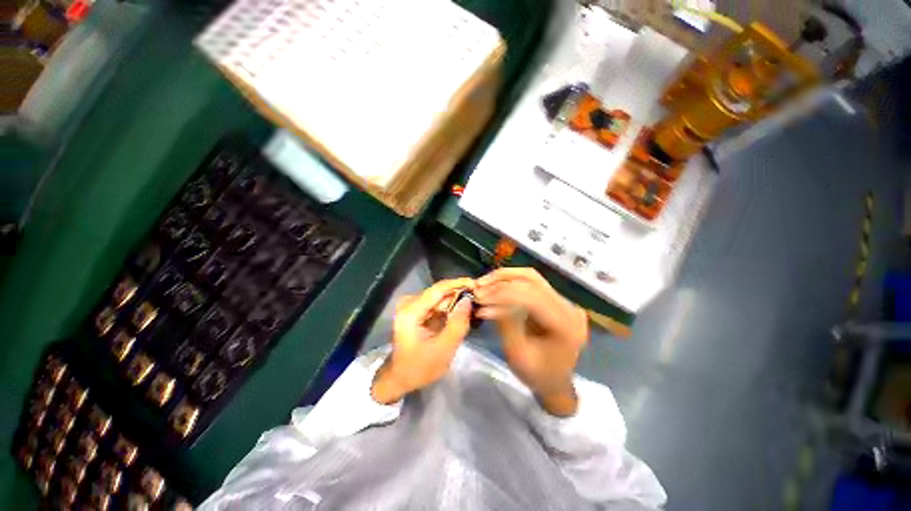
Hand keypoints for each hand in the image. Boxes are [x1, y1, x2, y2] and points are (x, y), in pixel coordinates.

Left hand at [371, 278, 475, 404]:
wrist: (400, 378)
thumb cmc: (419, 367)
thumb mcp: (443, 349)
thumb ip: (457, 324)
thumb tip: (468, 300)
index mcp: (410, 311)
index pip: (438, 289)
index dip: (458, 284)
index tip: (476, 284)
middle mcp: (409, 303)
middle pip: (439, 292)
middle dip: (459, 294)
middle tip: (478, 298)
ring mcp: (411, 306)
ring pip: (439, 297)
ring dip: (456, 301)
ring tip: (473, 305)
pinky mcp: (416, 310)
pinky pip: (436, 304)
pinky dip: (449, 307)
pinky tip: (461, 311)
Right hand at [475, 268, 587, 415]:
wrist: (555, 383)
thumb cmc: (537, 375)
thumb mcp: (517, 354)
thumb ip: (506, 323)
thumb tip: (488, 299)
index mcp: (566, 324)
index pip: (531, 296)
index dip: (502, 293)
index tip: (479, 298)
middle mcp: (568, 307)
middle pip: (532, 280)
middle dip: (501, 282)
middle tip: (477, 288)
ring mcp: (564, 301)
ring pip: (530, 276)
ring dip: (504, 277)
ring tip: (483, 283)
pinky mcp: (555, 299)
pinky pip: (531, 282)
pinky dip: (510, 282)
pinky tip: (494, 286)